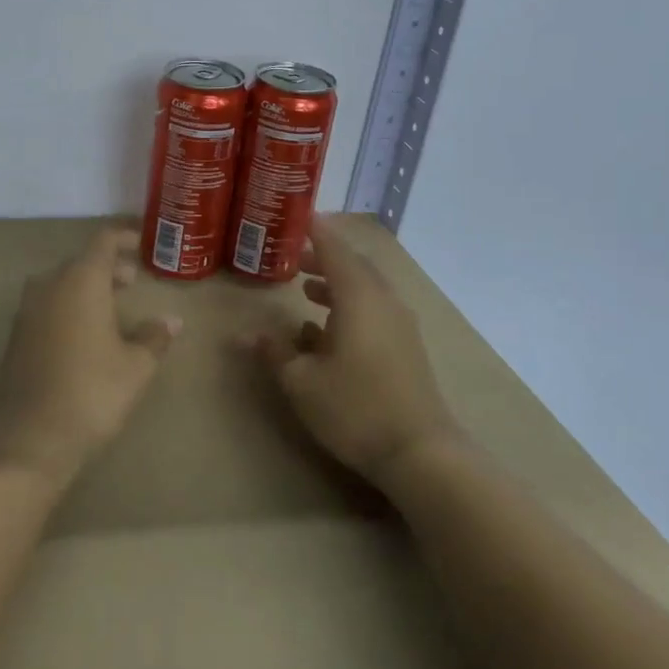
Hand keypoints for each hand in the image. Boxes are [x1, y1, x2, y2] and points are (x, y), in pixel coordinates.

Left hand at [0, 228, 181, 491]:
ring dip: (86, 287)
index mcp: (81, 280)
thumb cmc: (92, 392)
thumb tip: (172, 320)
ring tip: (112, 306)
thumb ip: (154, 336)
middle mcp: (49, 285)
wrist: (30, 436)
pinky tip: (84, 332)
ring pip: (61, 283)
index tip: (141, 243)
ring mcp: (27, 309)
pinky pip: (47, 305)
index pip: (103, 242)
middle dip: (107, 267)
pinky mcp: (17, 335)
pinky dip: (68, 306)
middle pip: (80, 262)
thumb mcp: (135, 366)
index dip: (123, 238)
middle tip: (133, 281)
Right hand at [247, 218, 459, 488]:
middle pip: (353, 266)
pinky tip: (324, 332)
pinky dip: (348, 307)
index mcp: (359, 298)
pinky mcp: (405, 348)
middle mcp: (383, 303)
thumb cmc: (355, 408)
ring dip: (335, 283)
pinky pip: (373, 311)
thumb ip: (275, 352)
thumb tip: (248, 335)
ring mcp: (399, 326)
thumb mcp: (302, 381)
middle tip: (291, 254)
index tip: (297, 215)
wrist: (420, 453)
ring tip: (305, 287)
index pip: (335, 249)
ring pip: (364, 290)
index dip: (315, 230)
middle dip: (322, 256)